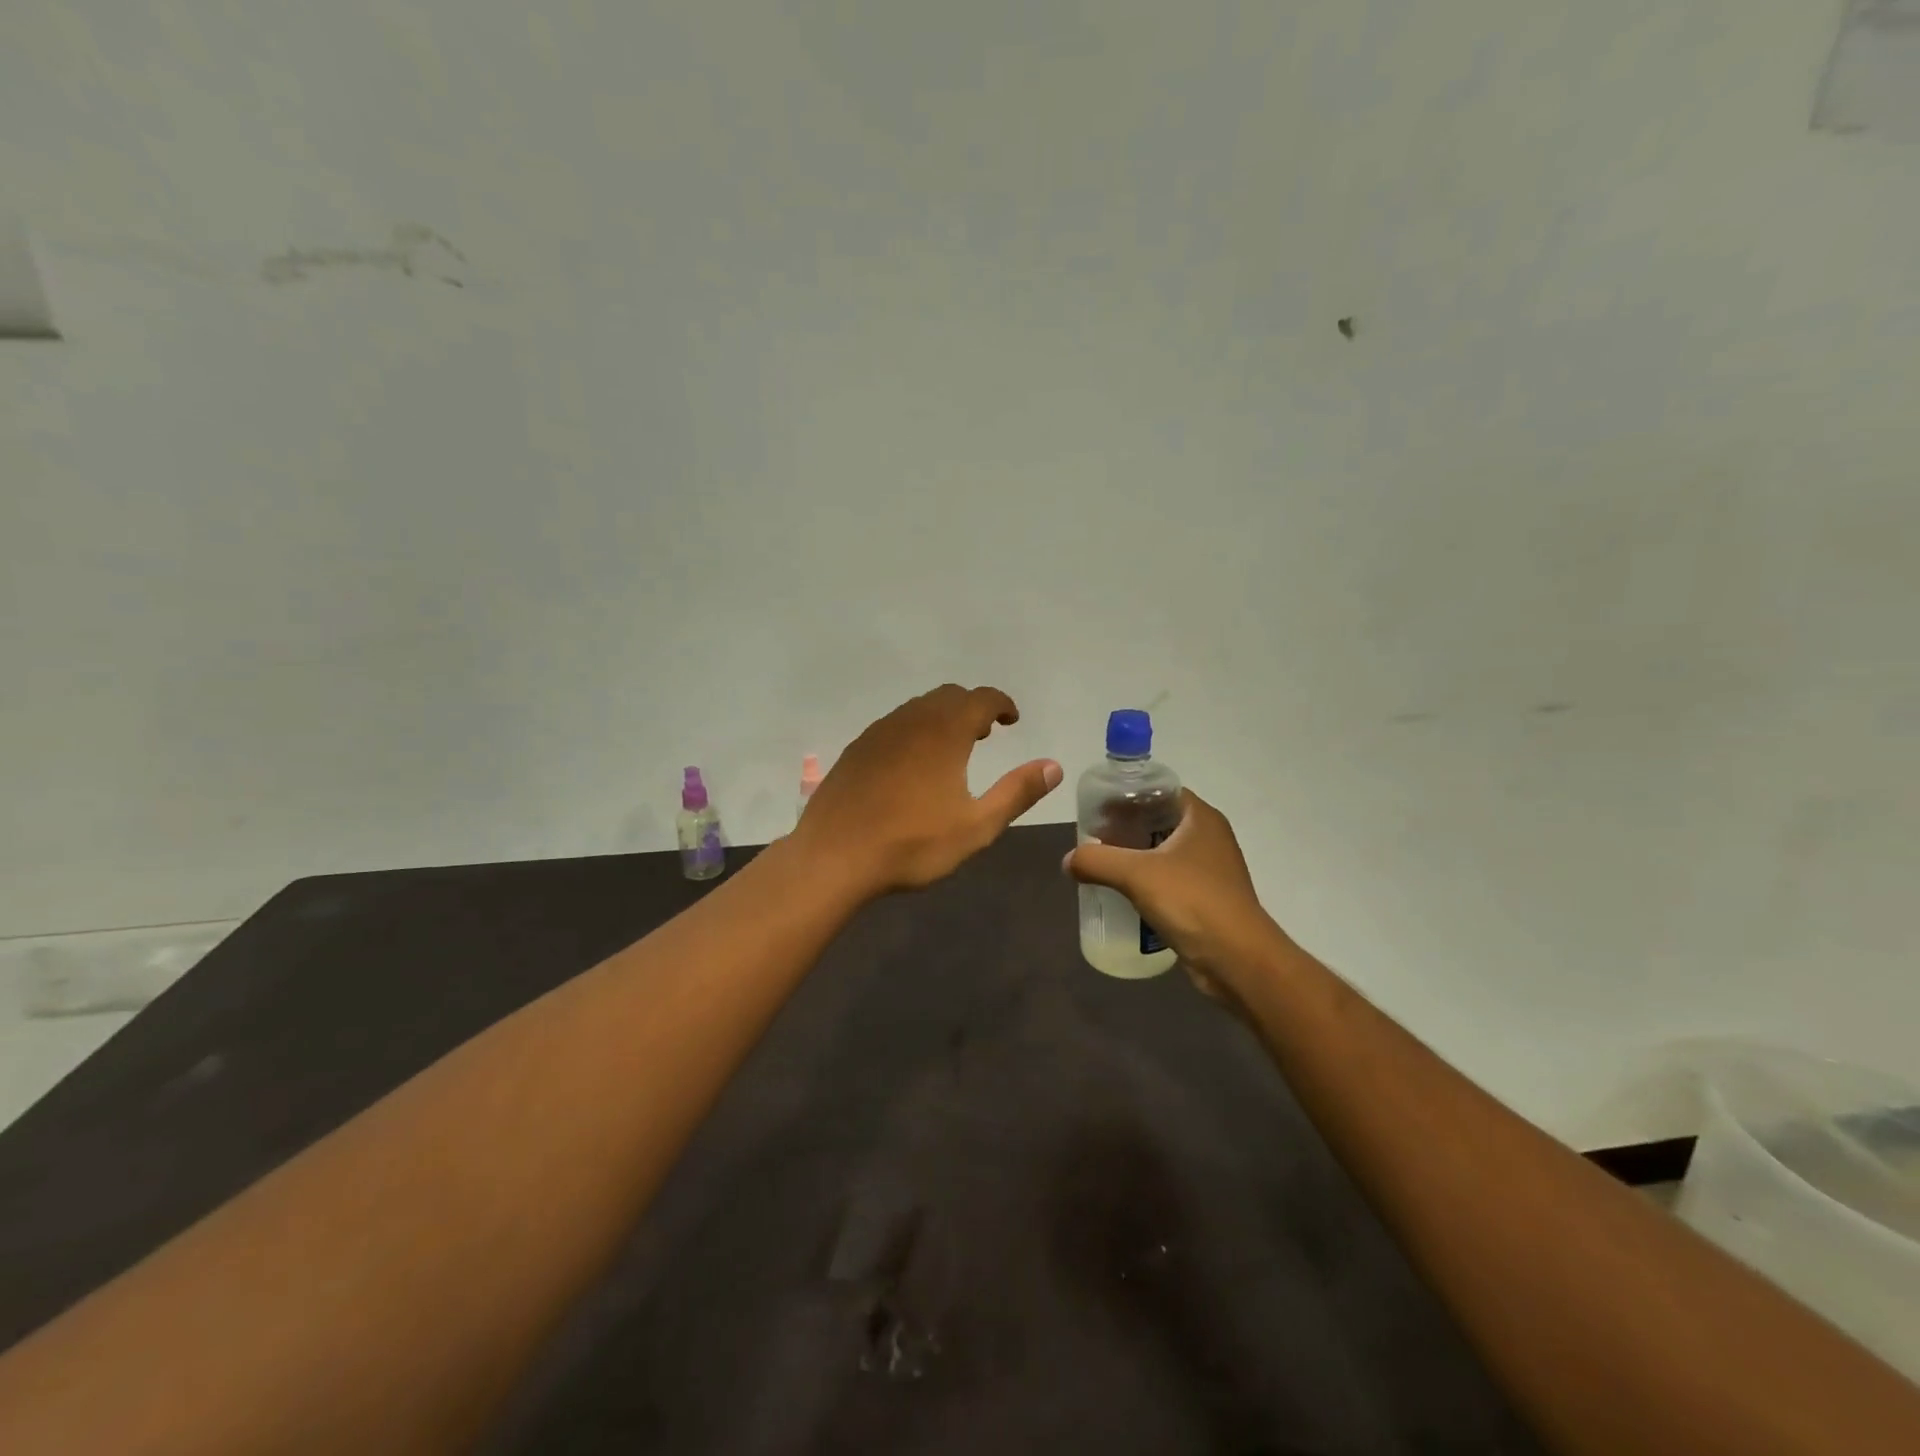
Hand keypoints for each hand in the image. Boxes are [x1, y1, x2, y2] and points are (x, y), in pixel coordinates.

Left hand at [794, 684, 1062, 896]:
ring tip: (953, 748)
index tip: (1012, 720)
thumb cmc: (912, 843)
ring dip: (942, 717)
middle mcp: (911, 720)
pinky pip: (894, 725)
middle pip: (949, 696)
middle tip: (986, 733)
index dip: (1002, 704)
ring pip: (918, 708)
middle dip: (973, 708)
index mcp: (945, 731)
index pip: (981, 698)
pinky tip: (912, 764)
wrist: (834, 856)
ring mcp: (878, 732)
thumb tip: (1054, 766)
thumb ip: (1017, 792)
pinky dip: (914, 730)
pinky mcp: (856, 749)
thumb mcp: (977, 825)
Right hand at [1064, 790, 1278, 991]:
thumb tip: (1068, 860)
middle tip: (1094, 837)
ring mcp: (1211, 870)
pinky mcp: (1208, 899)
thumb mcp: (1136, 874)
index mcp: (1201, 818)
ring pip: (1165, 852)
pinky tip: (1124, 893)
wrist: (1238, 961)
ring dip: (1136, 856)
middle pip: (1160, 821)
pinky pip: (1170, 880)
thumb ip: (1097, 861)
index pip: (1160, 791)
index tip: (1099, 808)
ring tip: (1102, 864)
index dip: (1129, 795)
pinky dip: (1148, 882)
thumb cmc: (1192, 902)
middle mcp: (1210, 837)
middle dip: (1126, 827)